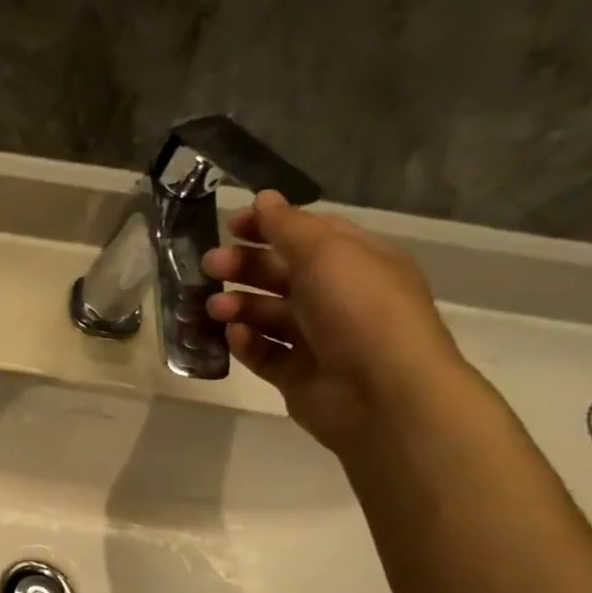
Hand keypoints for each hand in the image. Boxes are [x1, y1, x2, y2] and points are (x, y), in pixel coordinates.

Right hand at [201, 192, 475, 454]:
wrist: (382, 393)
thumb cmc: (358, 311)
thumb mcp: (325, 253)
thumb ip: (288, 226)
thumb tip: (265, 199)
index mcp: (357, 262)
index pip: (308, 235)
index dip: (269, 226)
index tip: (230, 225)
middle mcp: (339, 298)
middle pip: (281, 274)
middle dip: (244, 266)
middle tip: (209, 265)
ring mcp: (318, 339)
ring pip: (267, 315)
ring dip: (238, 306)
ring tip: (215, 308)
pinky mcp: (298, 374)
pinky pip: (264, 353)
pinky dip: (247, 344)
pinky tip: (235, 338)